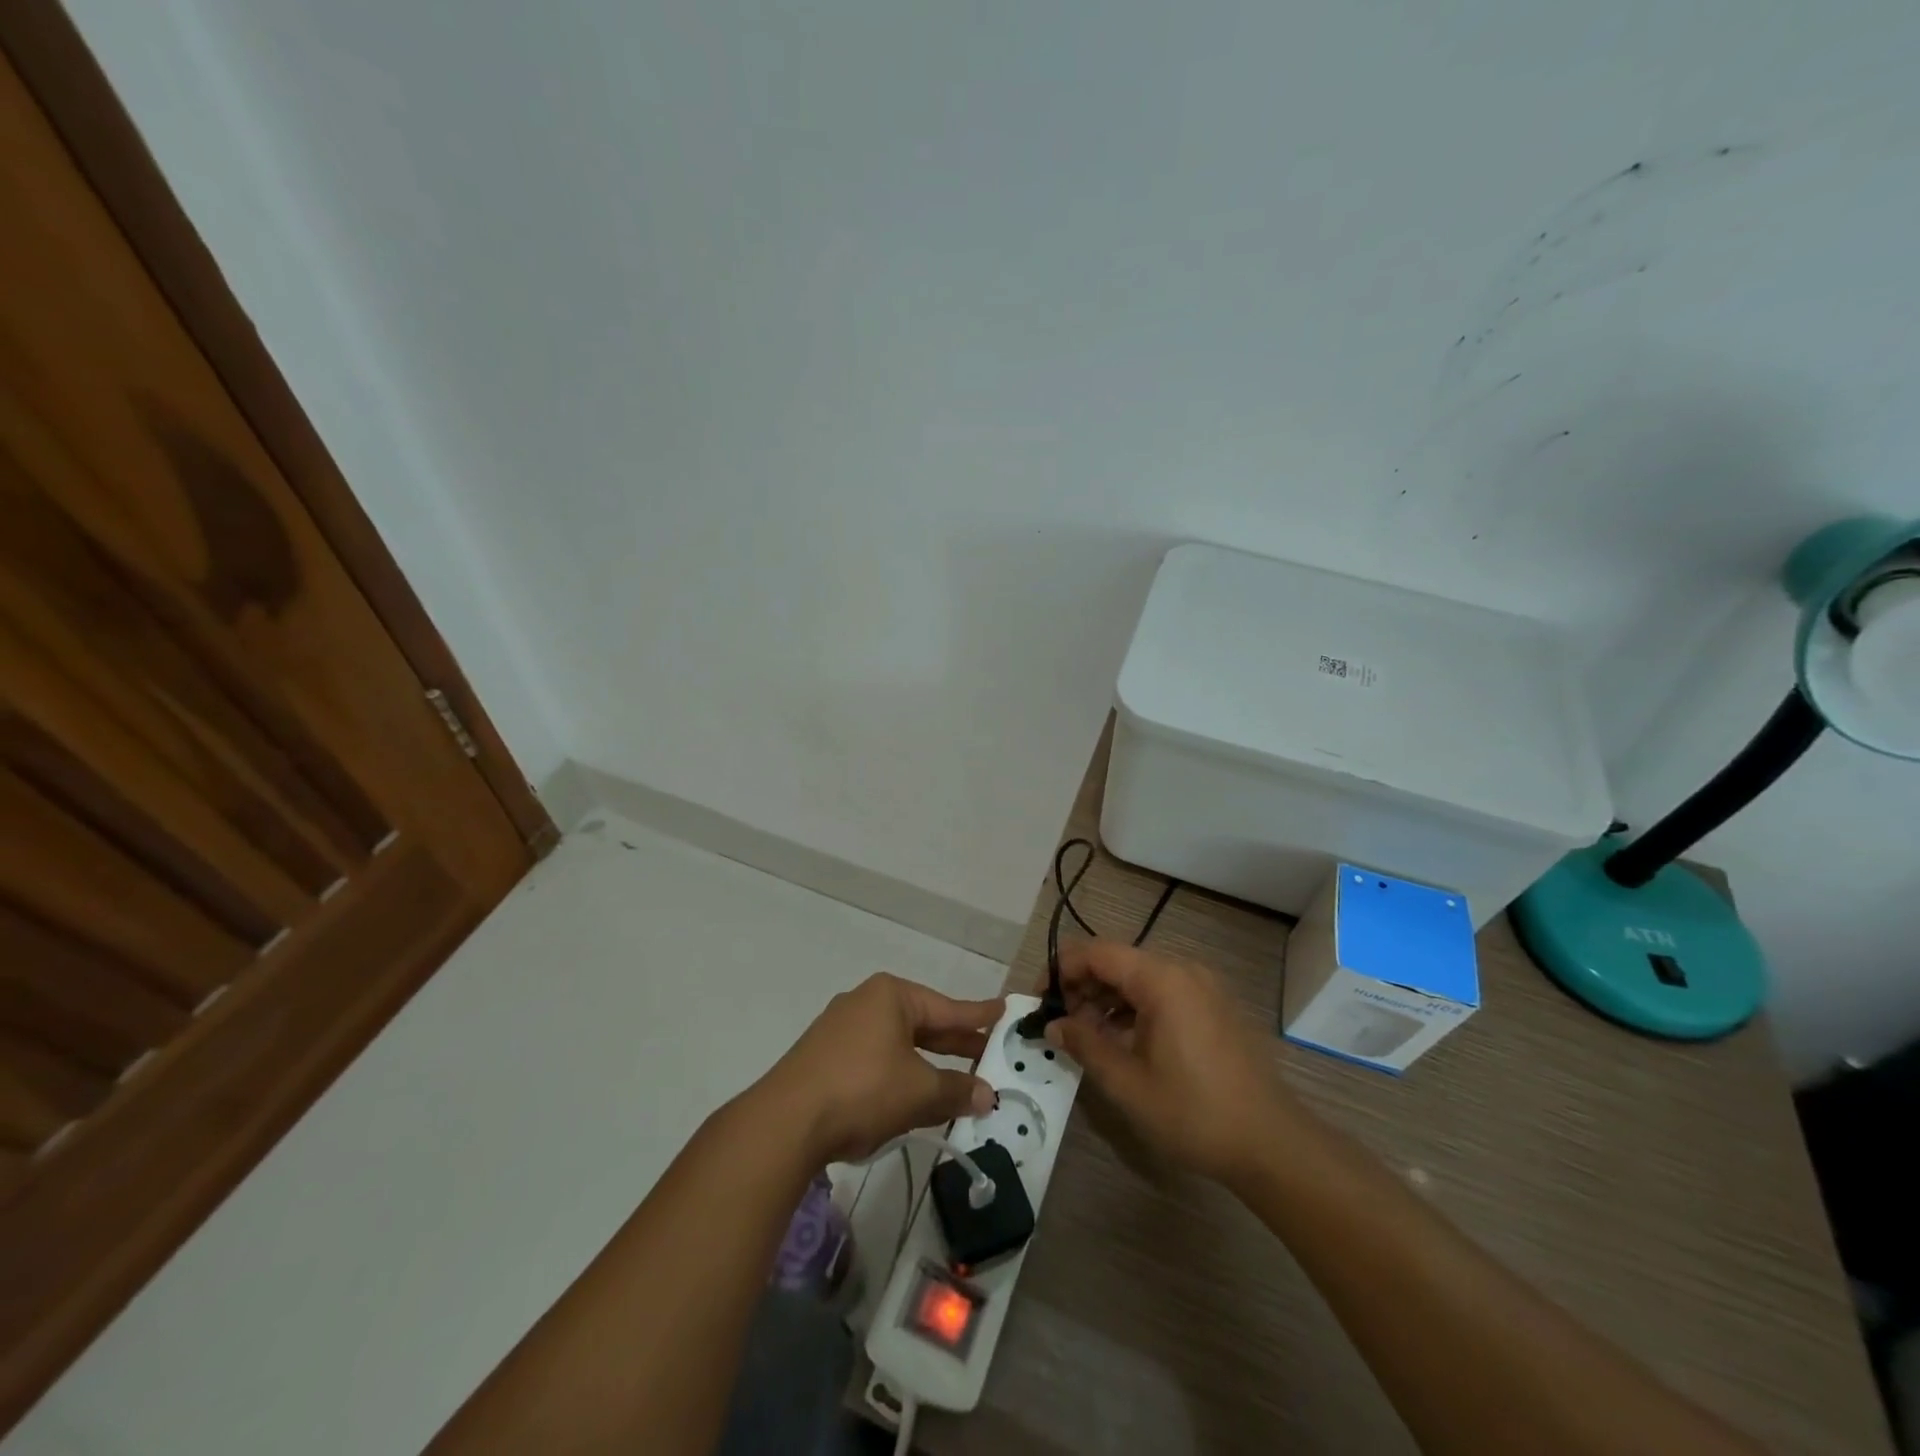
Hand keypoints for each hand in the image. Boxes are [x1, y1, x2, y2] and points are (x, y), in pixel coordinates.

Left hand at [761, 974, 1003, 1165]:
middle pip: (922, 1023)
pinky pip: (875, 1058)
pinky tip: (911, 1094)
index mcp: (891, 997)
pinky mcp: (825, 1057)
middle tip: (987, 1052)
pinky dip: (899, 1073)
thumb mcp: (919, 1092)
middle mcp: (865, 1002)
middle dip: (953, 1043)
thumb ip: (956, 1090)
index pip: (947, 1007)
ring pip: (898, 1043)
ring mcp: (841, 1029)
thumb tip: (987, 1095)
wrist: (785, 1122)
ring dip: (926, 1064)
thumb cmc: (862, 1090)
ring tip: (955, 1079)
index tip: (1003, 1009)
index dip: (977, 1015)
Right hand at [1045, 940, 1296, 1186]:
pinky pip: (1164, 992)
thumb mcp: (1127, 1083)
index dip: (1062, 970)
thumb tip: (1054, 1025)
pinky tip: (1124, 1041)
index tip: (1041, 1000)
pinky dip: (1136, 1008)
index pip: (1097, 952)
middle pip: (1119, 961)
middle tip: (1062, 1024)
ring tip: (1089, 1036)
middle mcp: (1183, 970)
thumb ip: (1084, 1044)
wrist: (1272, 1143)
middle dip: (1084, 986)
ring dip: (1109, 999)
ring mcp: (1204, 987)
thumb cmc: (1193, 1112)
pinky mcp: (1215, 1006)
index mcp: (1161, 978)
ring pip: (1141, 977)